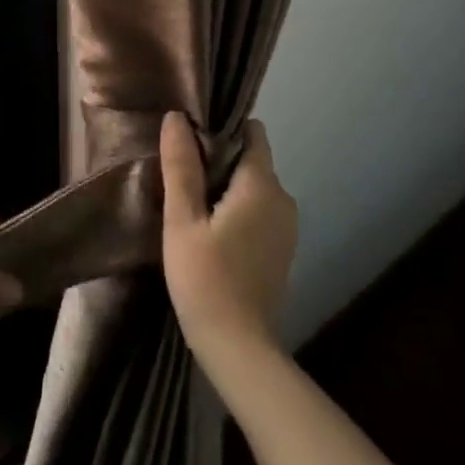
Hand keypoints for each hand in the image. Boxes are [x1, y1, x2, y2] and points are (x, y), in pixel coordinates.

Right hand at [161, 113, 296, 365]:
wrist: (238, 347)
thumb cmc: (204, 279)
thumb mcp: (182, 220)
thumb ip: (181, 167)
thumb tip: (176, 117)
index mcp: (262, 186)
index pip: (252, 134)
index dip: (222, 128)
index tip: (191, 137)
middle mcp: (283, 199)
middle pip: (252, 160)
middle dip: (220, 158)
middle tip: (181, 172)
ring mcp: (287, 226)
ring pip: (255, 187)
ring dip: (227, 186)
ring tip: (190, 201)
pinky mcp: (282, 248)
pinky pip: (260, 211)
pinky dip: (238, 209)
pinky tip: (210, 229)